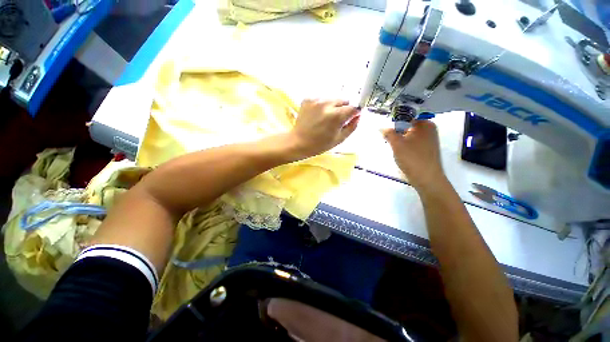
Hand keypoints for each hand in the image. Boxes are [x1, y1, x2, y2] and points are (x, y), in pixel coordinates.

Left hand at [287, 99, 359, 159]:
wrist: (298, 142)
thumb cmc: (320, 144)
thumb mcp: (339, 139)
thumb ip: (352, 126)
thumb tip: (358, 115)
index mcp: (336, 116)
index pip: (353, 107)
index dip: (353, 113)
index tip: (350, 118)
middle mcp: (327, 104)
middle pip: (343, 101)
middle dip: (342, 109)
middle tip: (335, 121)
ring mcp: (316, 100)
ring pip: (332, 99)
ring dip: (332, 107)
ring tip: (324, 118)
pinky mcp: (308, 99)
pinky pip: (321, 99)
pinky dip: (322, 106)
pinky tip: (316, 115)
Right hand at [382, 120, 446, 190]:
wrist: (426, 178)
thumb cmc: (412, 158)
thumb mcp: (397, 144)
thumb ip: (388, 133)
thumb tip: (381, 128)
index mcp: (425, 124)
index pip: (406, 117)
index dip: (394, 122)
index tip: (385, 129)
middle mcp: (429, 130)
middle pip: (408, 126)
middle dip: (396, 132)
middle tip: (388, 139)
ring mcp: (429, 141)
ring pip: (409, 136)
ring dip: (400, 140)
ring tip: (394, 147)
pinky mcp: (426, 150)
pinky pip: (412, 143)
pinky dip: (405, 146)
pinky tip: (401, 153)